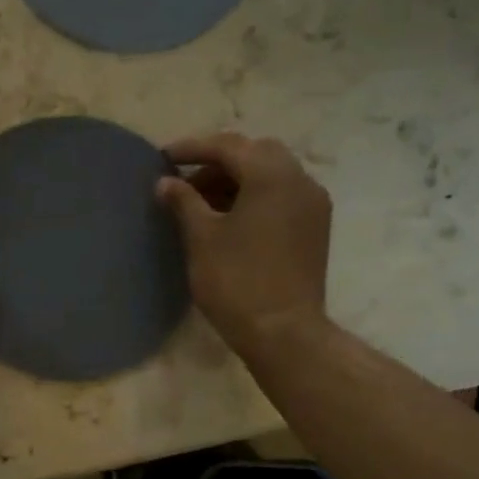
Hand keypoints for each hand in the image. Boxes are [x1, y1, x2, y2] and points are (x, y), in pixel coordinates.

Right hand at [156, 133, 331, 353]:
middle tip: (186, 180)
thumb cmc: (236, 281)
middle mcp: (300, 180)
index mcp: (272, 176)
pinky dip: (255, 194)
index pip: (228, 146)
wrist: (284, 333)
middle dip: (218, 160)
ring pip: (272, 173)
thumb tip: (166, 182)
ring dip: (237, 178)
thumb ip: (184, 201)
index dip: (192, 148)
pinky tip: (230, 217)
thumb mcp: (202, 237)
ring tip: (202, 202)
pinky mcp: (315, 227)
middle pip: (255, 152)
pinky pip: (283, 194)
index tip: (163, 157)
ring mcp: (313, 204)